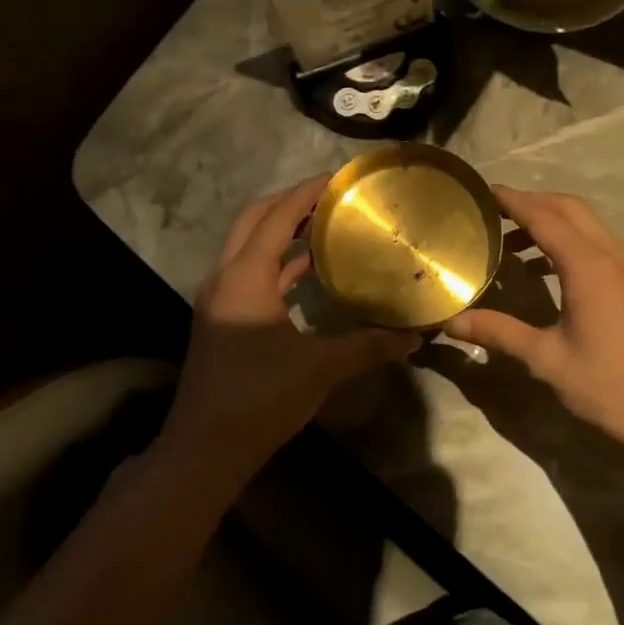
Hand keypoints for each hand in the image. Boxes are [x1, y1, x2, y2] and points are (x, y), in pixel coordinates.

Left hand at [162, 176, 417, 464]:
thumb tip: (417, 336)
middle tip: (330, 198)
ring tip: (324, 226)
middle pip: (253, 221)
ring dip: (281, 232)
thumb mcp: (321, 368)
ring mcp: (219, 299)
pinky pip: (250, 274)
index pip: (276, 217)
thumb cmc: (261, 396)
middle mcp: (225, 277)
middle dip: (289, 203)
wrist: (207, 446)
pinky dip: (277, 264)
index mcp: (245, 277)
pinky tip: (308, 274)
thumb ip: (369, 346)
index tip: (338, 179)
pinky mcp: (221, 320)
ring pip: (248, 247)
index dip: (306, 193)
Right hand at [444, 187, 623, 458]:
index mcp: (588, 267)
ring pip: (588, 224)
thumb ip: (499, 332)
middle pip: (570, 209)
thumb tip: (450, 323)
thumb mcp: (546, 359)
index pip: (545, 217)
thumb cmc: (608, 385)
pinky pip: (599, 244)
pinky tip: (546, 269)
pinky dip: (570, 240)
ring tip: (512, 239)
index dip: (513, 201)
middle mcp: (612, 256)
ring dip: (553, 220)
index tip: (484, 191)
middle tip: (494, 211)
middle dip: (533, 202)